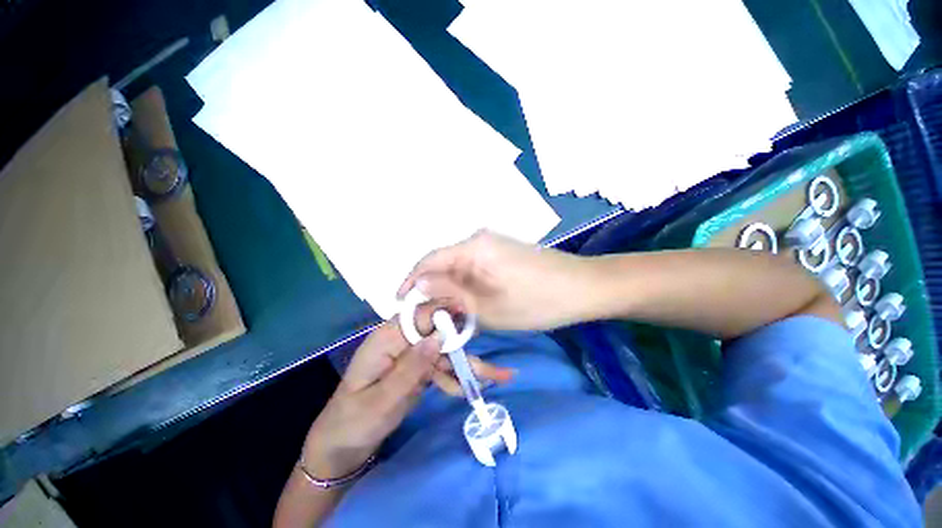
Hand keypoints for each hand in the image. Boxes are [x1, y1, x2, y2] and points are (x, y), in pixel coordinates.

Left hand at [301, 317, 512, 478]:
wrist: (343, 446)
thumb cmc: (354, 422)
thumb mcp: (381, 399)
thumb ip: (411, 367)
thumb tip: (438, 336)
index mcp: (388, 338)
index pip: (421, 316)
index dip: (446, 314)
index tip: (471, 320)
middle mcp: (403, 340)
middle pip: (439, 334)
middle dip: (464, 347)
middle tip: (491, 364)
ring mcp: (412, 355)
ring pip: (445, 353)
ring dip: (467, 366)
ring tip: (497, 377)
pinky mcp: (418, 369)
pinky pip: (441, 368)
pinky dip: (455, 378)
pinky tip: (469, 390)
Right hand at [398, 230, 591, 330]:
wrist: (584, 288)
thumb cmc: (537, 301)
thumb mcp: (488, 307)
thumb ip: (450, 295)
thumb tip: (419, 286)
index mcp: (473, 247)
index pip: (429, 261)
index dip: (411, 281)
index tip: (400, 303)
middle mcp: (479, 240)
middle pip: (443, 264)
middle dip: (431, 290)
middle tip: (424, 317)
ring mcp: (493, 245)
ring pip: (459, 269)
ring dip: (450, 291)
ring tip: (444, 315)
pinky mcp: (502, 253)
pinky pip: (474, 269)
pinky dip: (466, 287)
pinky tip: (466, 304)